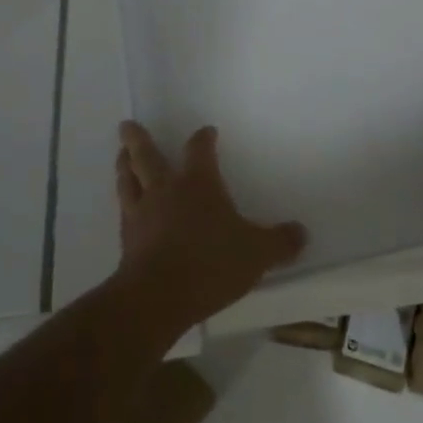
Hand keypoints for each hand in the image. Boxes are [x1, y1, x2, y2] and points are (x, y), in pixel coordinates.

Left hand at [113, 121, 307, 330]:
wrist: (157, 297)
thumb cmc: (210, 263)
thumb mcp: (256, 254)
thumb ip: (280, 242)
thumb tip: (302, 233)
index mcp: (198, 183)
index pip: (199, 150)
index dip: (203, 139)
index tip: (207, 131)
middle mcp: (165, 190)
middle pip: (147, 156)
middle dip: (138, 139)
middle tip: (126, 125)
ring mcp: (141, 213)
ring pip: (128, 179)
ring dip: (124, 165)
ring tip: (121, 155)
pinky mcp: (126, 240)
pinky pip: (123, 211)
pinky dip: (123, 201)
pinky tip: (124, 205)